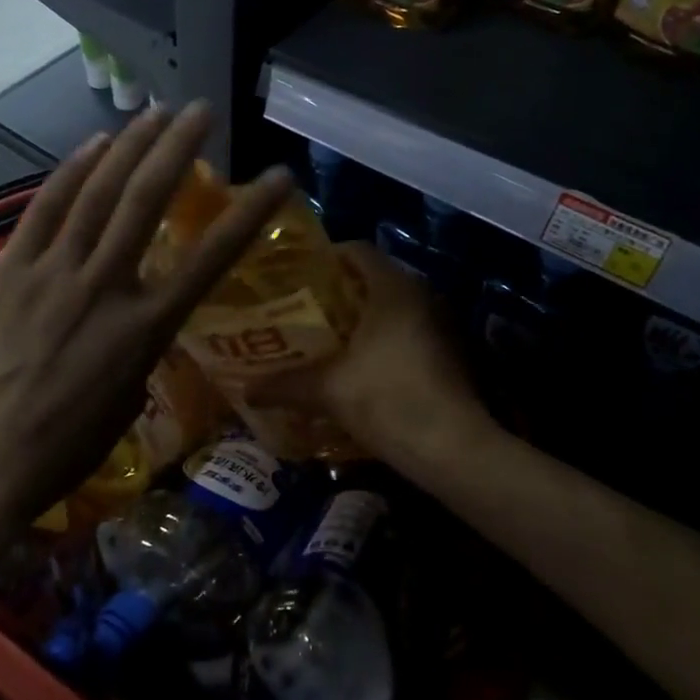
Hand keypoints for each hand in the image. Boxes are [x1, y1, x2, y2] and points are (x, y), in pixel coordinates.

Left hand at [0, 102, 292, 537]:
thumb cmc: (65, 448)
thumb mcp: (130, 401)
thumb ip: (145, 346)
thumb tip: (145, 313)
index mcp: (144, 329)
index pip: (210, 258)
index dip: (249, 213)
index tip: (276, 177)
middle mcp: (103, 287)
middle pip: (146, 201)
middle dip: (178, 148)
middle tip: (201, 110)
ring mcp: (52, 273)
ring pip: (98, 194)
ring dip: (129, 146)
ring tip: (155, 111)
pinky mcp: (11, 270)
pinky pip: (45, 209)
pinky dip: (71, 172)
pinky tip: (94, 144)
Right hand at [248, 242, 492, 475]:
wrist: (453, 450)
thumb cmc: (388, 401)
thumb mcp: (328, 391)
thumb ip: (285, 385)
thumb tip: (245, 390)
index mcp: (393, 288)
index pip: (356, 250)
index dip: (325, 258)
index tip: (295, 276)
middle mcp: (421, 295)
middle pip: (373, 279)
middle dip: (337, 293)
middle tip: (301, 309)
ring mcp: (440, 324)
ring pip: (392, 308)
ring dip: (360, 320)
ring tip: (323, 338)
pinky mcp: (450, 352)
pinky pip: (407, 331)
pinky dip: (382, 340)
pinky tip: (357, 365)